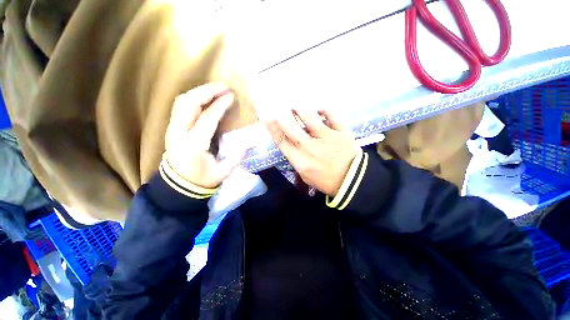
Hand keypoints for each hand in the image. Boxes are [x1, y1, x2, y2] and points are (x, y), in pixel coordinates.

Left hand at [164, 83, 244, 188]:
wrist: (179, 185)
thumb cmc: (202, 180)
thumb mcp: (222, 173)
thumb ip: (235, 158)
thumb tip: (246, 144)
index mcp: (194, 145)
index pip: (207, 118)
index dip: (220, 105)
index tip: (231, 96)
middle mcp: (179, 133)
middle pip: (188, 103)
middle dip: (207, 91)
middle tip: (224, 87)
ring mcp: (172, 129)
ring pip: (181, 102)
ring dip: (199, 92)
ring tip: (215, 89)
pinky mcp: (172, 128)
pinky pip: (180, 106)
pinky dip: (193, 98)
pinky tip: (205, 98)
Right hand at [265, 109, 359, 196]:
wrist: (351, 181)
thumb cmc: (325, 180)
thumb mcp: (305, 175)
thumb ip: (296, 159)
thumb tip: (290, 142)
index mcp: (300, 160)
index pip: (281, 141)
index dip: (273, 128)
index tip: (268, 119)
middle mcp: (310, 147)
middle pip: (291, 127)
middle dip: (283, 116)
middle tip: (281, 109)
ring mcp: (326, 138)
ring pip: (309, 117)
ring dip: (300, 110)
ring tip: (297, 108)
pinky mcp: (341, 132)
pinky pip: (331, 114)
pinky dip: (324, 109)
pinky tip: (320, 109)